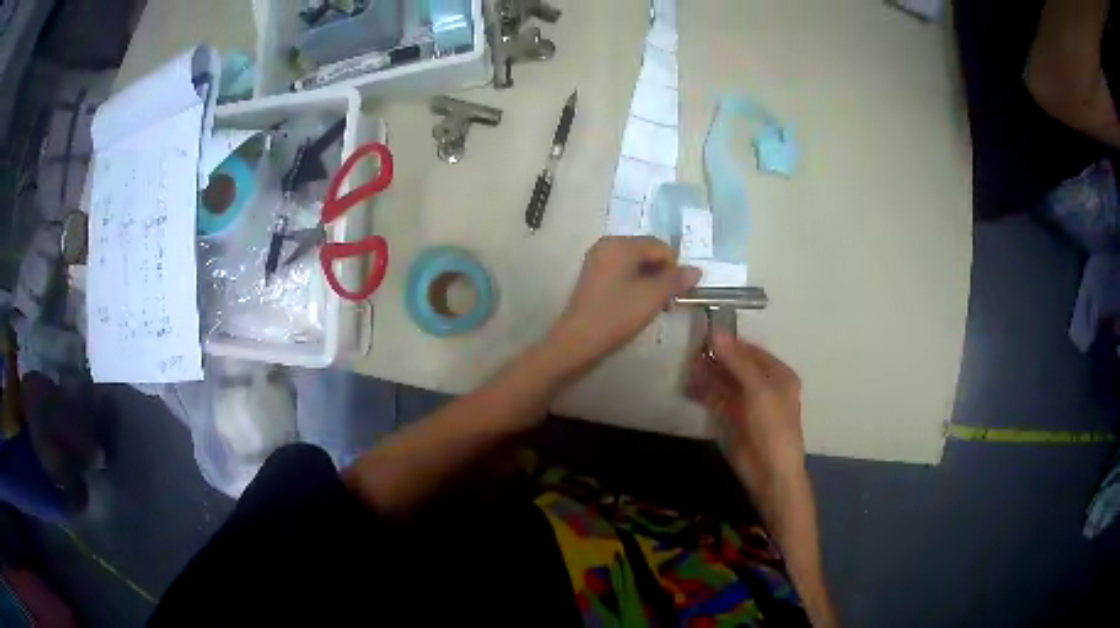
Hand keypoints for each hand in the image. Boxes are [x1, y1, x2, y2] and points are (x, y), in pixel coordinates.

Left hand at [550, 237, 699, 369]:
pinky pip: (622, 272)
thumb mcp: (652, 297)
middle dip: (662, 274)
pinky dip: (634, 284)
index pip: (660, 247)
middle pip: (647, 253)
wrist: (578, 340)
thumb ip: (676, 280)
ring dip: (650, 281)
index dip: (673, 268)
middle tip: (666, 302)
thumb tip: (697, 270)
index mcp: (620, 243)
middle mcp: (607, 244)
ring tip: (653, 306)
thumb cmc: (617, 314)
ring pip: (636, 264)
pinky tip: (636, 304)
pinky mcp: (593, 275)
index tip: (676, 294)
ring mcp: (597, 259)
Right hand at [686, 331, 806, 510]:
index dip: (730, 343)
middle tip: (691, 352)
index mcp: (778, 375)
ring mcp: (747, 404)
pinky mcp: (733, 420)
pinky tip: (688, 387)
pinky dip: (704, 392)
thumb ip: (737, 361)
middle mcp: (764, 386)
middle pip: (737, 366)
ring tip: (686, 368)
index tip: (705, 334)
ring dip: (707, 375)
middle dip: (716, 359)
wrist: (770, 472)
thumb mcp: (758, 390)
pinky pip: (717, 400)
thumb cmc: (772, 426)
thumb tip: (716, 333)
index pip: (751, 351)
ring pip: (725, 383)